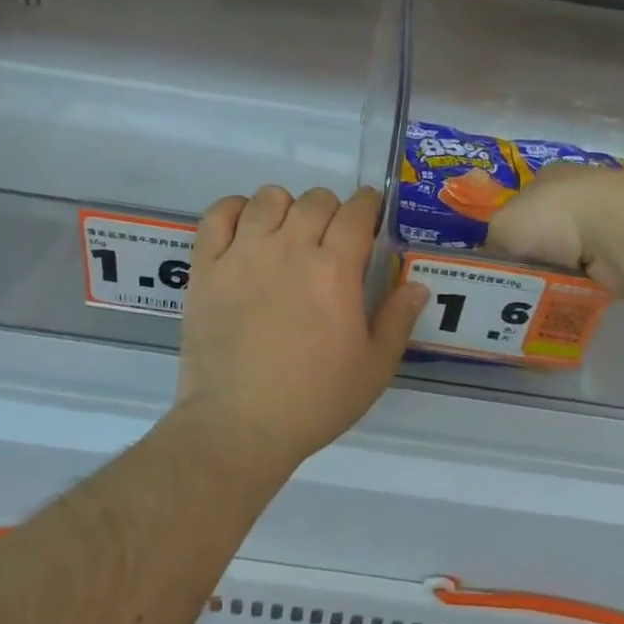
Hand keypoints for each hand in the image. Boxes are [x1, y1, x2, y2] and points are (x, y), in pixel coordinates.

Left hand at [175, 185, 427, 473]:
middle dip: (331, 208)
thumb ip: (397, 320)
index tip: (370, 213)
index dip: (368, 205)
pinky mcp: (207, 267)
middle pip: (315, 200)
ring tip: (287, 231)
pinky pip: (218, 215)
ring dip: (285, 206)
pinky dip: (234, 210)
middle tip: (331, 235)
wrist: (239, 424)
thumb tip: (417, 285)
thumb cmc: (314, 400)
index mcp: (335, 269)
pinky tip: (245, 229)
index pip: (357, 212)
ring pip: (268, 198)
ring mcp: (244, 254)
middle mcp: (290, 248)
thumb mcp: (373, 368)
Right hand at [486, 164, 623, 297]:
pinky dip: (586, 283)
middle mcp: (579, 191)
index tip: (504, 261)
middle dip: (537, 256)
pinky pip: (597, 270)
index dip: (511, 232)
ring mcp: (608, 217)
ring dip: (562, 273)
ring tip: (545, 298)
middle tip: (519, 287)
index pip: (522, 204)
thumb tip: (493, 263)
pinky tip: (575, 297)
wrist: (619, 231)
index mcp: (548, 176)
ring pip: (573, 252)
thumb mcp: (502, 228)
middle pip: (548, 230)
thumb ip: (494, 244)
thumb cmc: (553, 218)